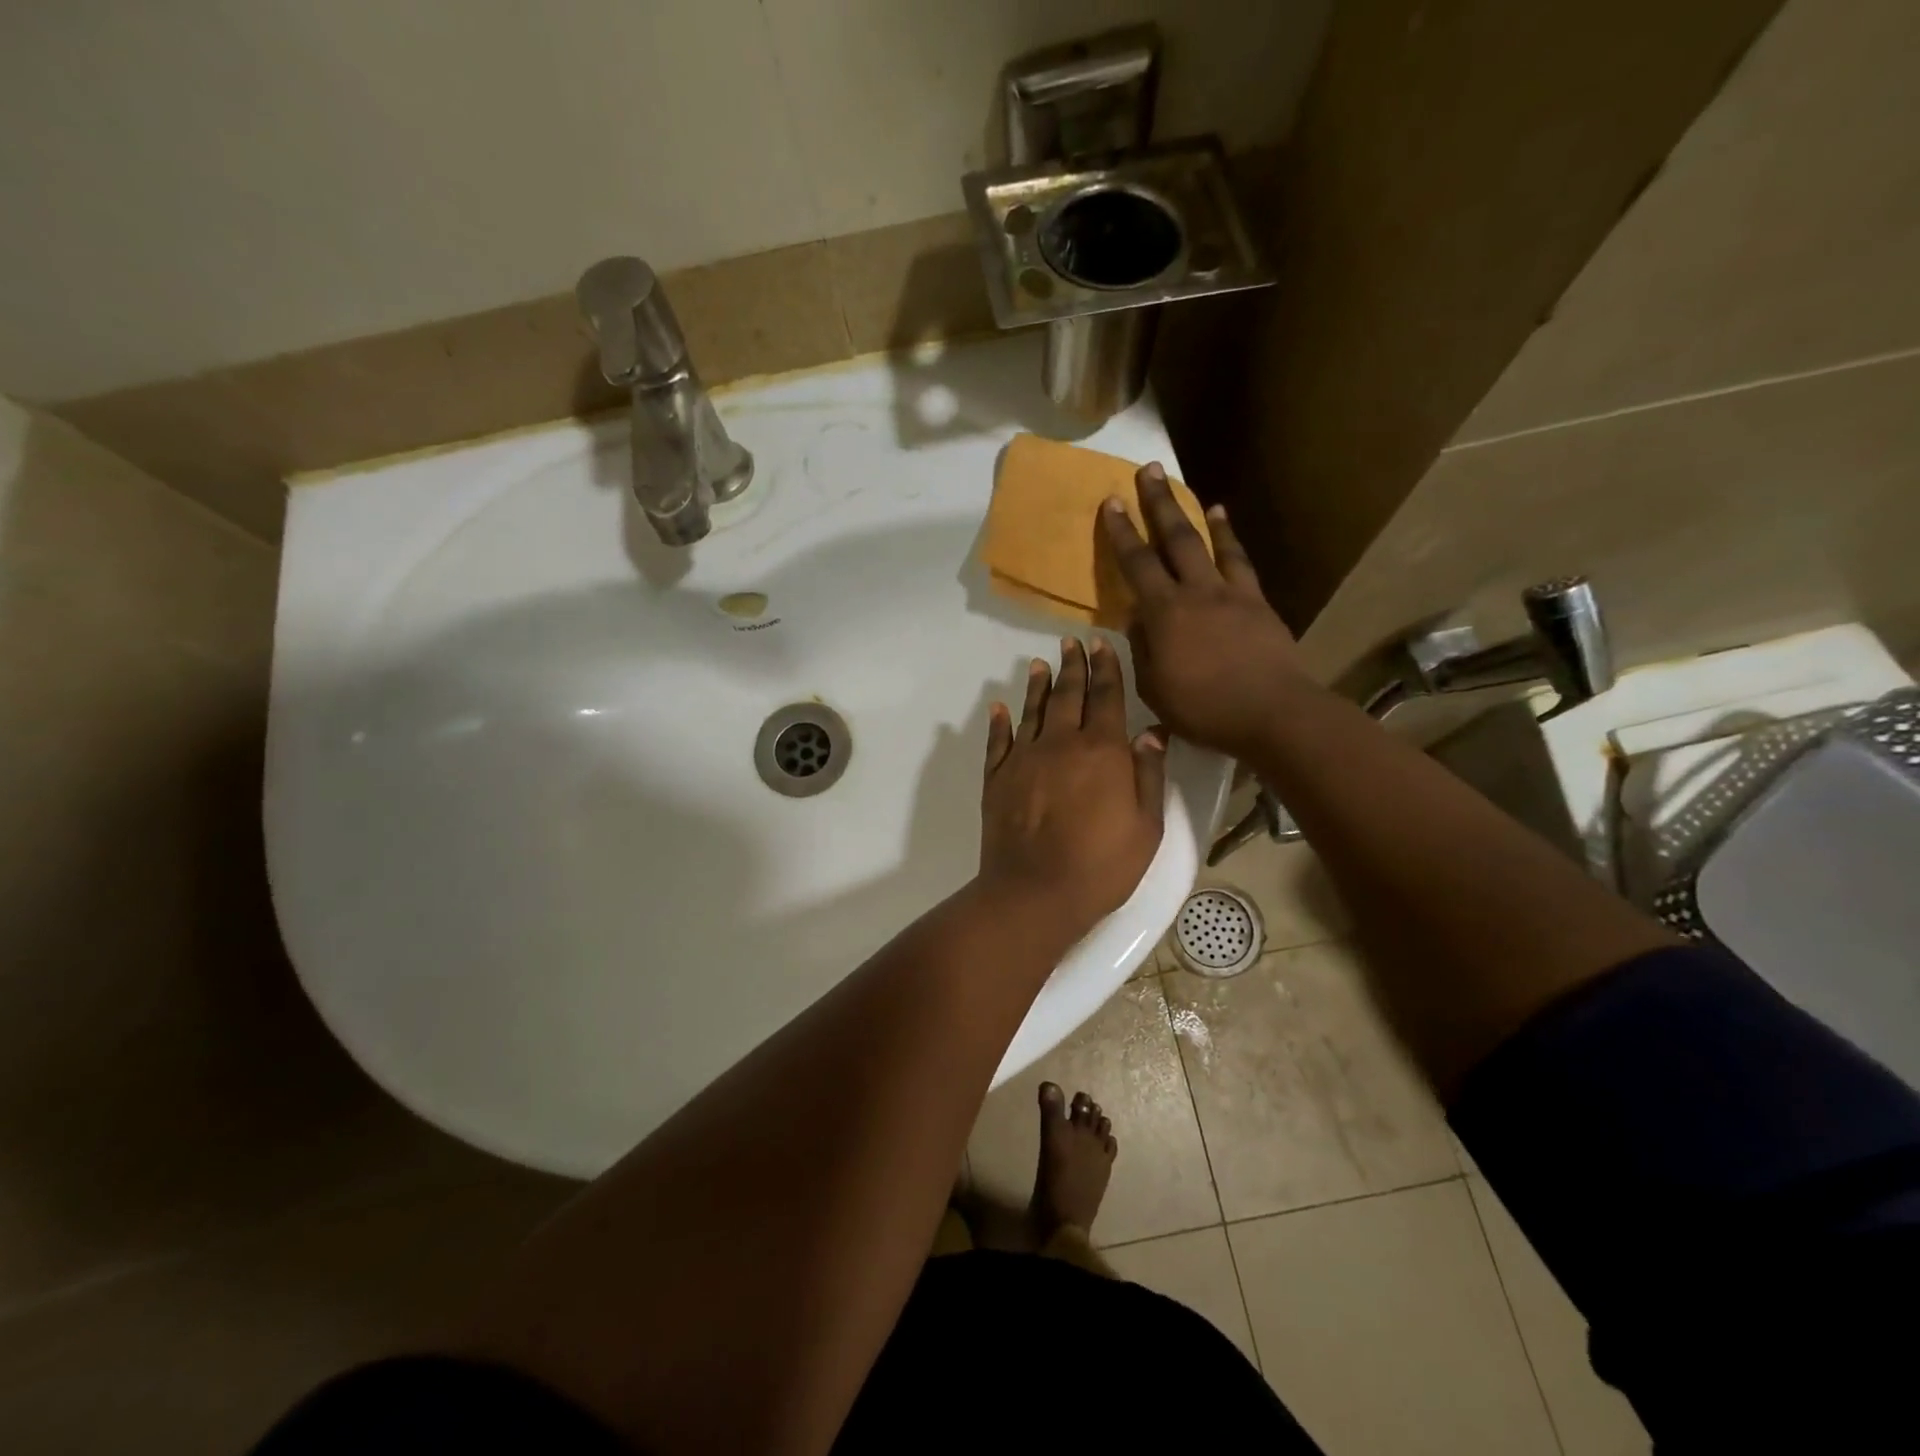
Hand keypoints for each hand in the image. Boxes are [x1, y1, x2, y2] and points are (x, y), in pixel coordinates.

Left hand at [979, 638, 1166, 934]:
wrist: (1035, 891)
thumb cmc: (1102, 865)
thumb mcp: (1146, 826)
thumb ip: (1148, 776)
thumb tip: (1151, 735)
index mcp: (1102, 750)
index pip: (1106, 697)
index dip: (1106, 668)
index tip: (1101, 643)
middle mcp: (1061, 743)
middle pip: (1068, 695)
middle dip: (1072, 665)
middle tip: (1070, 642)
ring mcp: (1024, 758)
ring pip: (1032, 710)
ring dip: (1038, 685)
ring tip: (1040, 663)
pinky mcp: (997, 778)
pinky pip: (998, 741)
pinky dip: (999, 722)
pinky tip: (1000, 707)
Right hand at [1101, 463, 1306, 761]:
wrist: (1272, 712)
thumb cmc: (1204, 709)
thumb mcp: (1155, 688)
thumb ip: (1142, 650)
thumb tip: (1137, 618)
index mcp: (1165, 614)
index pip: (1137, 564)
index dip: (1121, 532)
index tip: (1111, 502)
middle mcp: (1196, 592)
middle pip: (1174, 538)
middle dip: (1158, 502)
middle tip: (1147, 470)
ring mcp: (1231, 593)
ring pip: (1209, 542)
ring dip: (1194, 513)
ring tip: (1185, 490)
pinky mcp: (1257, 602)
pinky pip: (1240, 561)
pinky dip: (1229, 538)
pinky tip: (1224, 523)